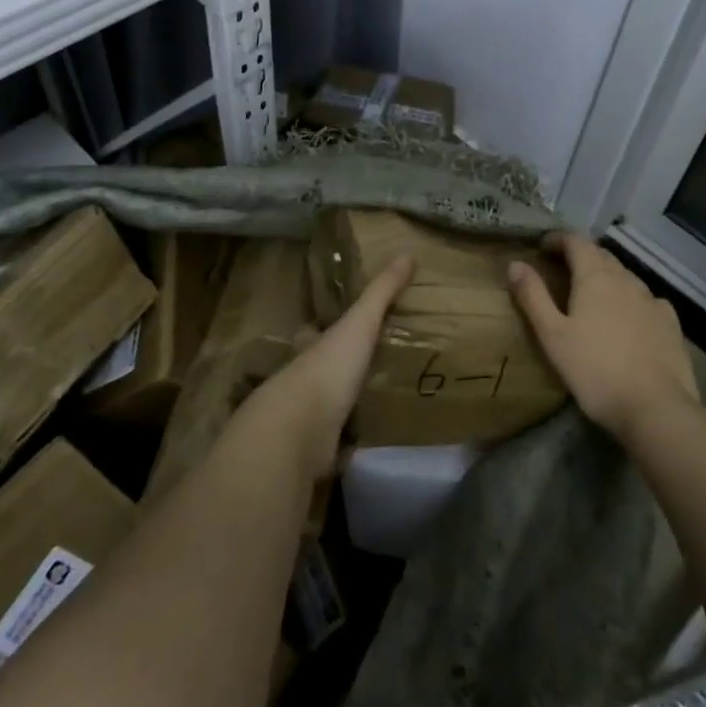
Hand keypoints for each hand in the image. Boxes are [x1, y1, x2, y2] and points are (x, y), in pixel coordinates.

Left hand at [253, 255, 413, 474]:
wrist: (299, 432)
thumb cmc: (328, 369)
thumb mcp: (359, 323)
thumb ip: (381, 292)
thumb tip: (407, 253)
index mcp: (311, 349)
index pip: (314, 334)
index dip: (321, 330)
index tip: (337, 327)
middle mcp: (302, 380)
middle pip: (318, 371)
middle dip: (334, 370)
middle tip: (363, 368)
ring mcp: (305, 419)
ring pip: (324, 408)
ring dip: (340, 406)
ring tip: (372, 404)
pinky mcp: (314, 453)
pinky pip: (334, 445)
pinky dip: (346, 445)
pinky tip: (366, 445)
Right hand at [509, 233, 696, 441]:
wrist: (656, 408)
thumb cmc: (595, 370)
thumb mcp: (553, 335)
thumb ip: (533, 297)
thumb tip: (515, 264)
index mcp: (595, 278)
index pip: (577, 242)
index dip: (559, 239)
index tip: (543, 246)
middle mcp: (626, 280)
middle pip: (602, 255)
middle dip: (581, 255)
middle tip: (563, 269)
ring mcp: (652, 301)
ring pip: (626, 276)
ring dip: (607, 276)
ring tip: (593, 294)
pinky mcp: (671, 323)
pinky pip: (647, 299)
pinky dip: (631, 299)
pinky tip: (630, 317)